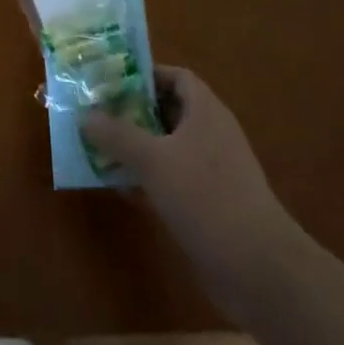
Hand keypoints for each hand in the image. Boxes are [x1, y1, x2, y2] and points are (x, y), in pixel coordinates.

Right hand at [83, 66, 298, 306]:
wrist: (258, 268)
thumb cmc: (205, 197)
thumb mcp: (153, 160)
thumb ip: (117, 135)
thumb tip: (84, 115)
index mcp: (205, 111)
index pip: (175, 77)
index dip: (145, 76)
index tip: (112, 83)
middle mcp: (211, 133)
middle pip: (169, 111)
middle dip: (134, 112)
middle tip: (98, 115)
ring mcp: (214, 170)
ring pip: (169, 147)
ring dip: (138, 148)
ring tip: (101, 149)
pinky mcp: (211, 203)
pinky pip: (174, 178)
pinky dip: (150, 179)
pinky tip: (123, 190)